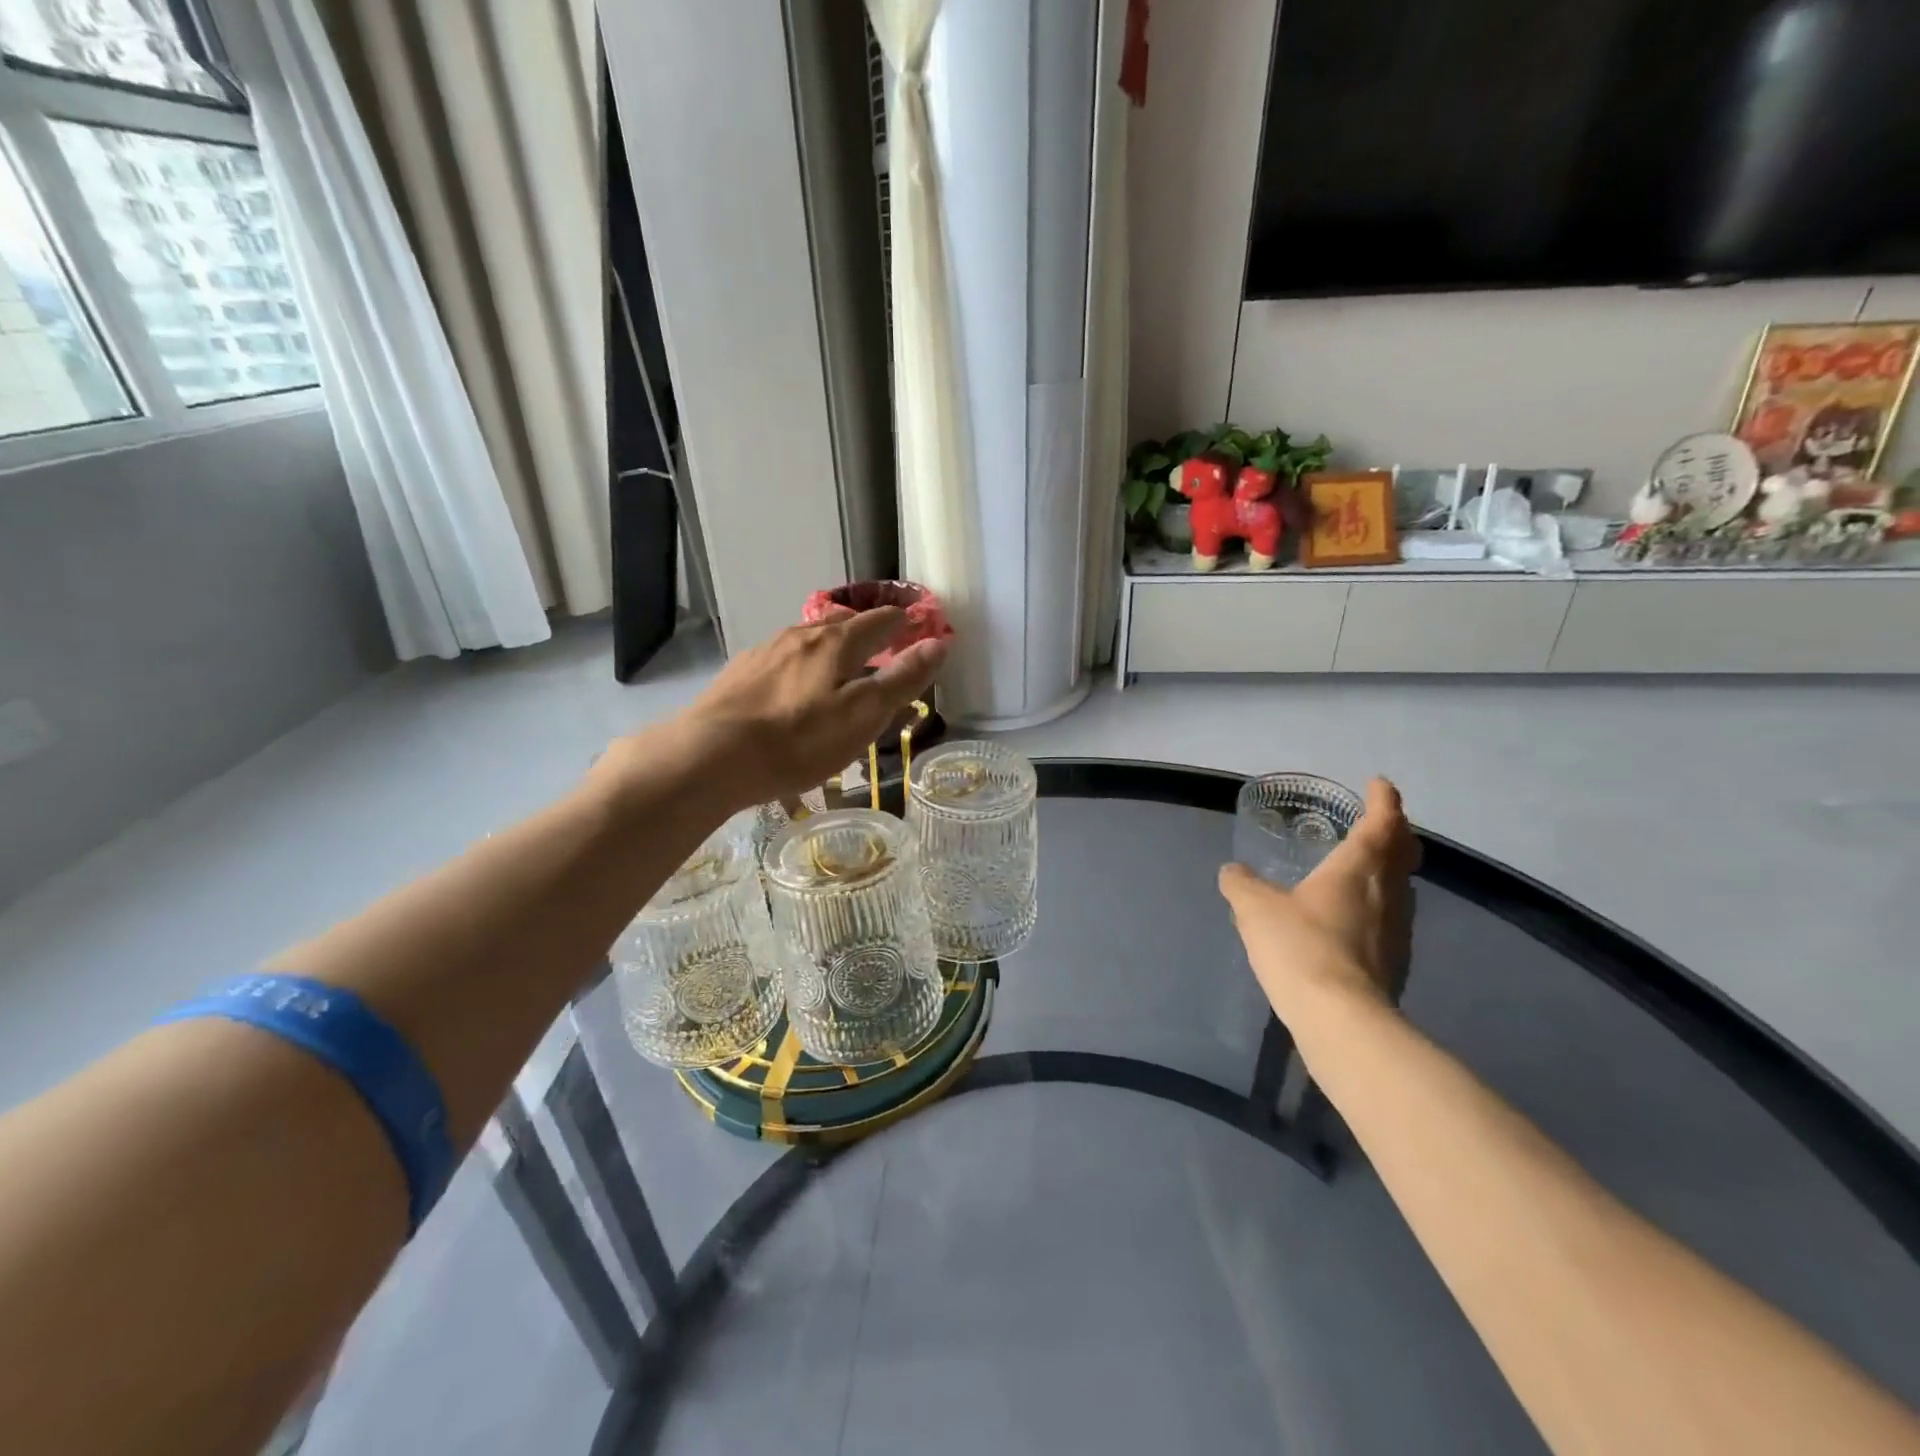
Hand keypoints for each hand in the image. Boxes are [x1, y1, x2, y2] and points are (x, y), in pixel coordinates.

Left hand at [665, 608, 946, 810]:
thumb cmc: (798, 740)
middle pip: (840, 624)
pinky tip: (790, 687)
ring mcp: (764, 653)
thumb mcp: (862, 715)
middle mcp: (799, 637)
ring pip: (806, 640)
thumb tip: (939, 643)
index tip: (914, 622)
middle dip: (864, 630)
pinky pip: (780, 660)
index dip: (901, 621)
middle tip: (879, 644)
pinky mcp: (738, 675)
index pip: (878, 622)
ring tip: (837, 665)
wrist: (711, 756)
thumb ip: (902, 679)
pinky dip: (798, 665)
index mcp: (835, 644)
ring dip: (828, 646)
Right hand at [1219, 778, 1419, 1024]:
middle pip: (1402, 852)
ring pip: (1400, 887)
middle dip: (1394, 832)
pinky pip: (1390, 918)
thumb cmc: (1300, 947)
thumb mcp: (1255, 908)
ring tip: (1362, 868)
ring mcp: (1397, 930)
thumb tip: (1233, 871)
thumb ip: (1241, 884)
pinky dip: (1377, 905)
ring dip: (1387, 869)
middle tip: (1378, 822)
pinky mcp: (1395, 962)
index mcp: (1358, 868)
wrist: (1342, 1020)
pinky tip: (1351, 918)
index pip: (1381, 823)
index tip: (1379, 784)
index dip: (1383, 800)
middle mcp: (1387, 893)